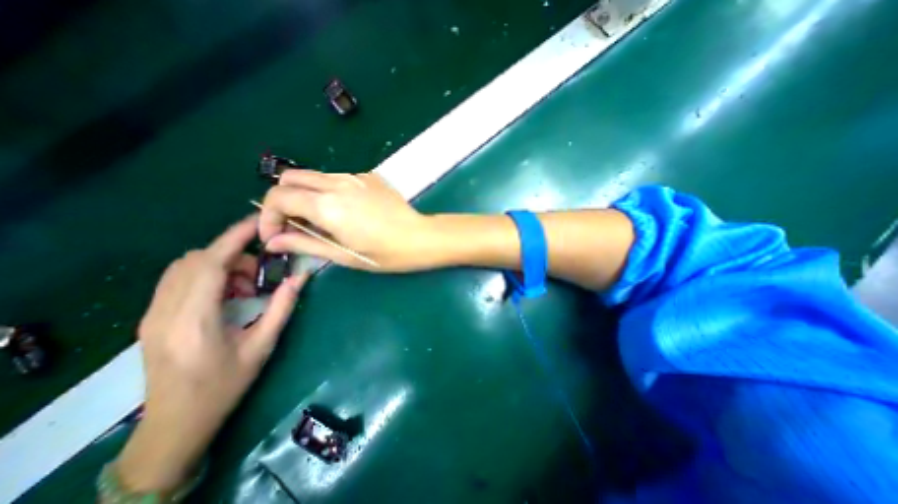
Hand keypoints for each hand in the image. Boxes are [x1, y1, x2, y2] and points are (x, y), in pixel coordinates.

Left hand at [113, 215, 305, 492]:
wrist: (176, 424)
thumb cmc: (225, 385)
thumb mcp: (263, 345)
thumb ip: (283, 306)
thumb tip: (301, 277)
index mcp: (194, 320)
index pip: (209, 263)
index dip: (234, 237)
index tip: (259, 223)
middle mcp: (165, 311)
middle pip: (196, 260)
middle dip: (234, 255)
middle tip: (261, 273)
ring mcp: (153, 314)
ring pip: (184, 267)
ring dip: (220, 265)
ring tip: (246, 287)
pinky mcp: (152, 318)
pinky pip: (179, 280)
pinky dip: (207, 276)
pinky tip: (227, 296)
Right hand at [259, 169, 440, 272]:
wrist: (420, 237)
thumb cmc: (385, 254)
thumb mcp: (344, 255)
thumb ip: (305, 244)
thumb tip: (274, 241)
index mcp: (327, 205)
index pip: (278, 197)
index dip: (268, 216)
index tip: (275, 235)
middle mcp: (337, 183)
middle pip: (290, 178)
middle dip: (282, 200)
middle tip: (294, 225)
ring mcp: (355, 176)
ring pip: (314, 176)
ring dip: (306, 195)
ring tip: (320, 220)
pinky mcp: (369, 176)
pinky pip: (337, 178)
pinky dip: (329, 191)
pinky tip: (345, 211)